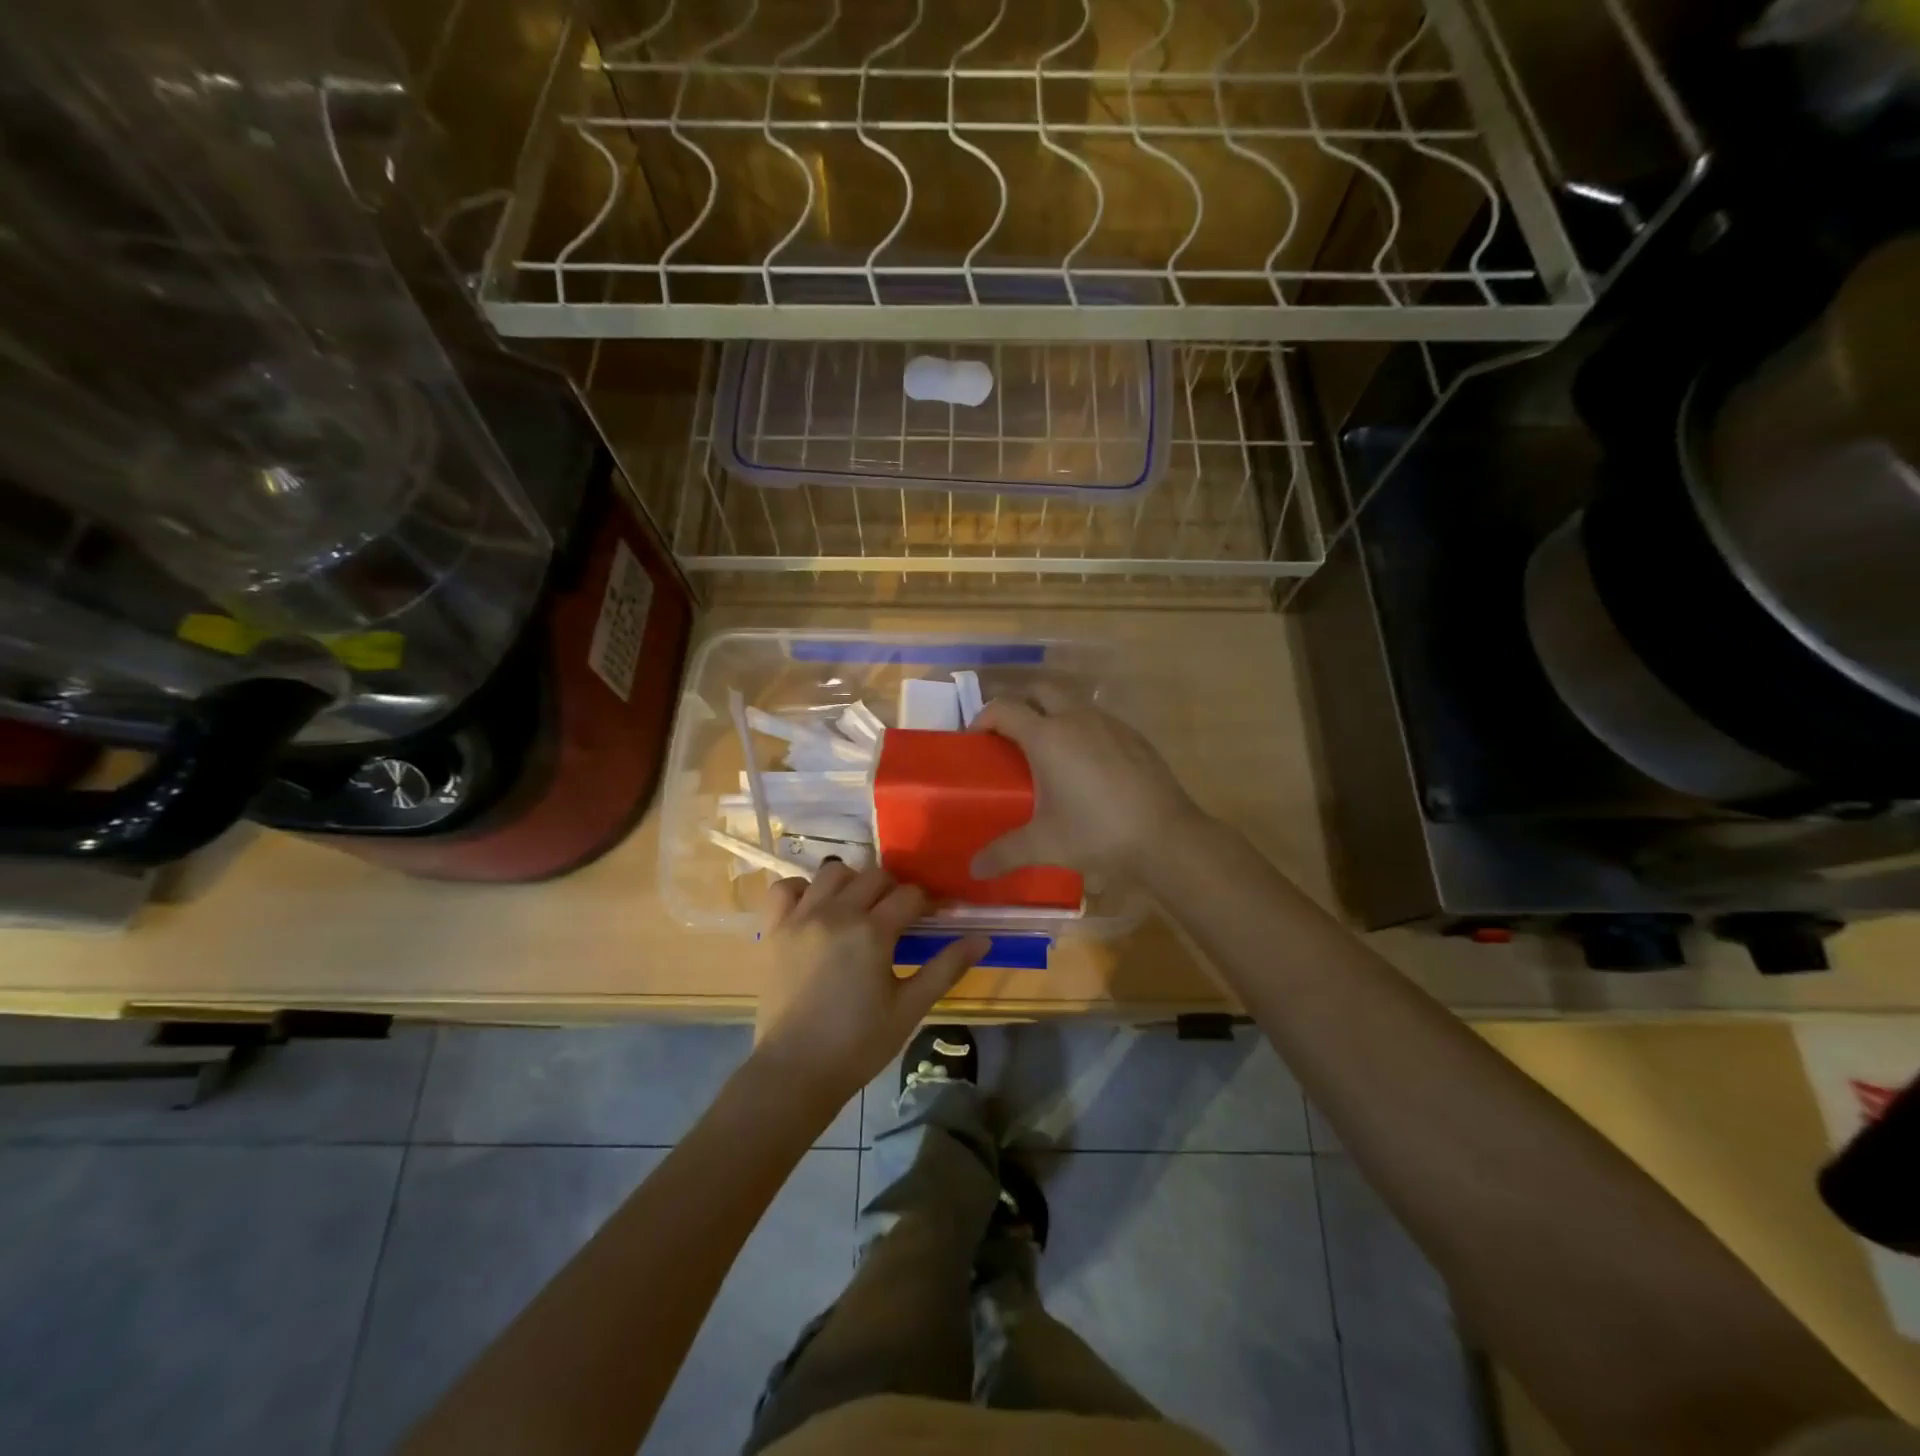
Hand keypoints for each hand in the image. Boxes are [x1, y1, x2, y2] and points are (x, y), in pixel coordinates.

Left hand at [752, 862, 989, 1102]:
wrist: (795, 1072)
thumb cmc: (859, 1044)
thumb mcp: (910, 1008)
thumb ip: (946, 968)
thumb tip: (982, 939)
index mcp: (872, 931)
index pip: (910, 895)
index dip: (927, 903)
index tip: (933, 917)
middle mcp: (836, 913)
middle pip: (874, 876)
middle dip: (893, 889)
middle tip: (898, 917)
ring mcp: (800, 918)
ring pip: (832, 872)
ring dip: (852, 882)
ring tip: (858, 908)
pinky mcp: (773, 930)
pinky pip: (785, 888)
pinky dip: (803, 890)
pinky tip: (815, 907)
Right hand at [970, 687, 1204, 878]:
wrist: (1165, 836)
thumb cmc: (1097, 834)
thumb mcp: (1044, 845)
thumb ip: (1004, 853)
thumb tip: (974, 869)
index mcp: (1047, 736)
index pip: (1003, 708)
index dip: (983, 718)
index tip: (976, 740)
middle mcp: (1076, 718)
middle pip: (1039, 691)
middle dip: (1020, 705)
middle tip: (1010, 738)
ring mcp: (1109, 723)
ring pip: (1071, 703)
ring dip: (1053, 715)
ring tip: (1048, 753)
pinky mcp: (1133, 735)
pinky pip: (1097, 721)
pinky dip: (1082, 730)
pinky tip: (1087, 766)